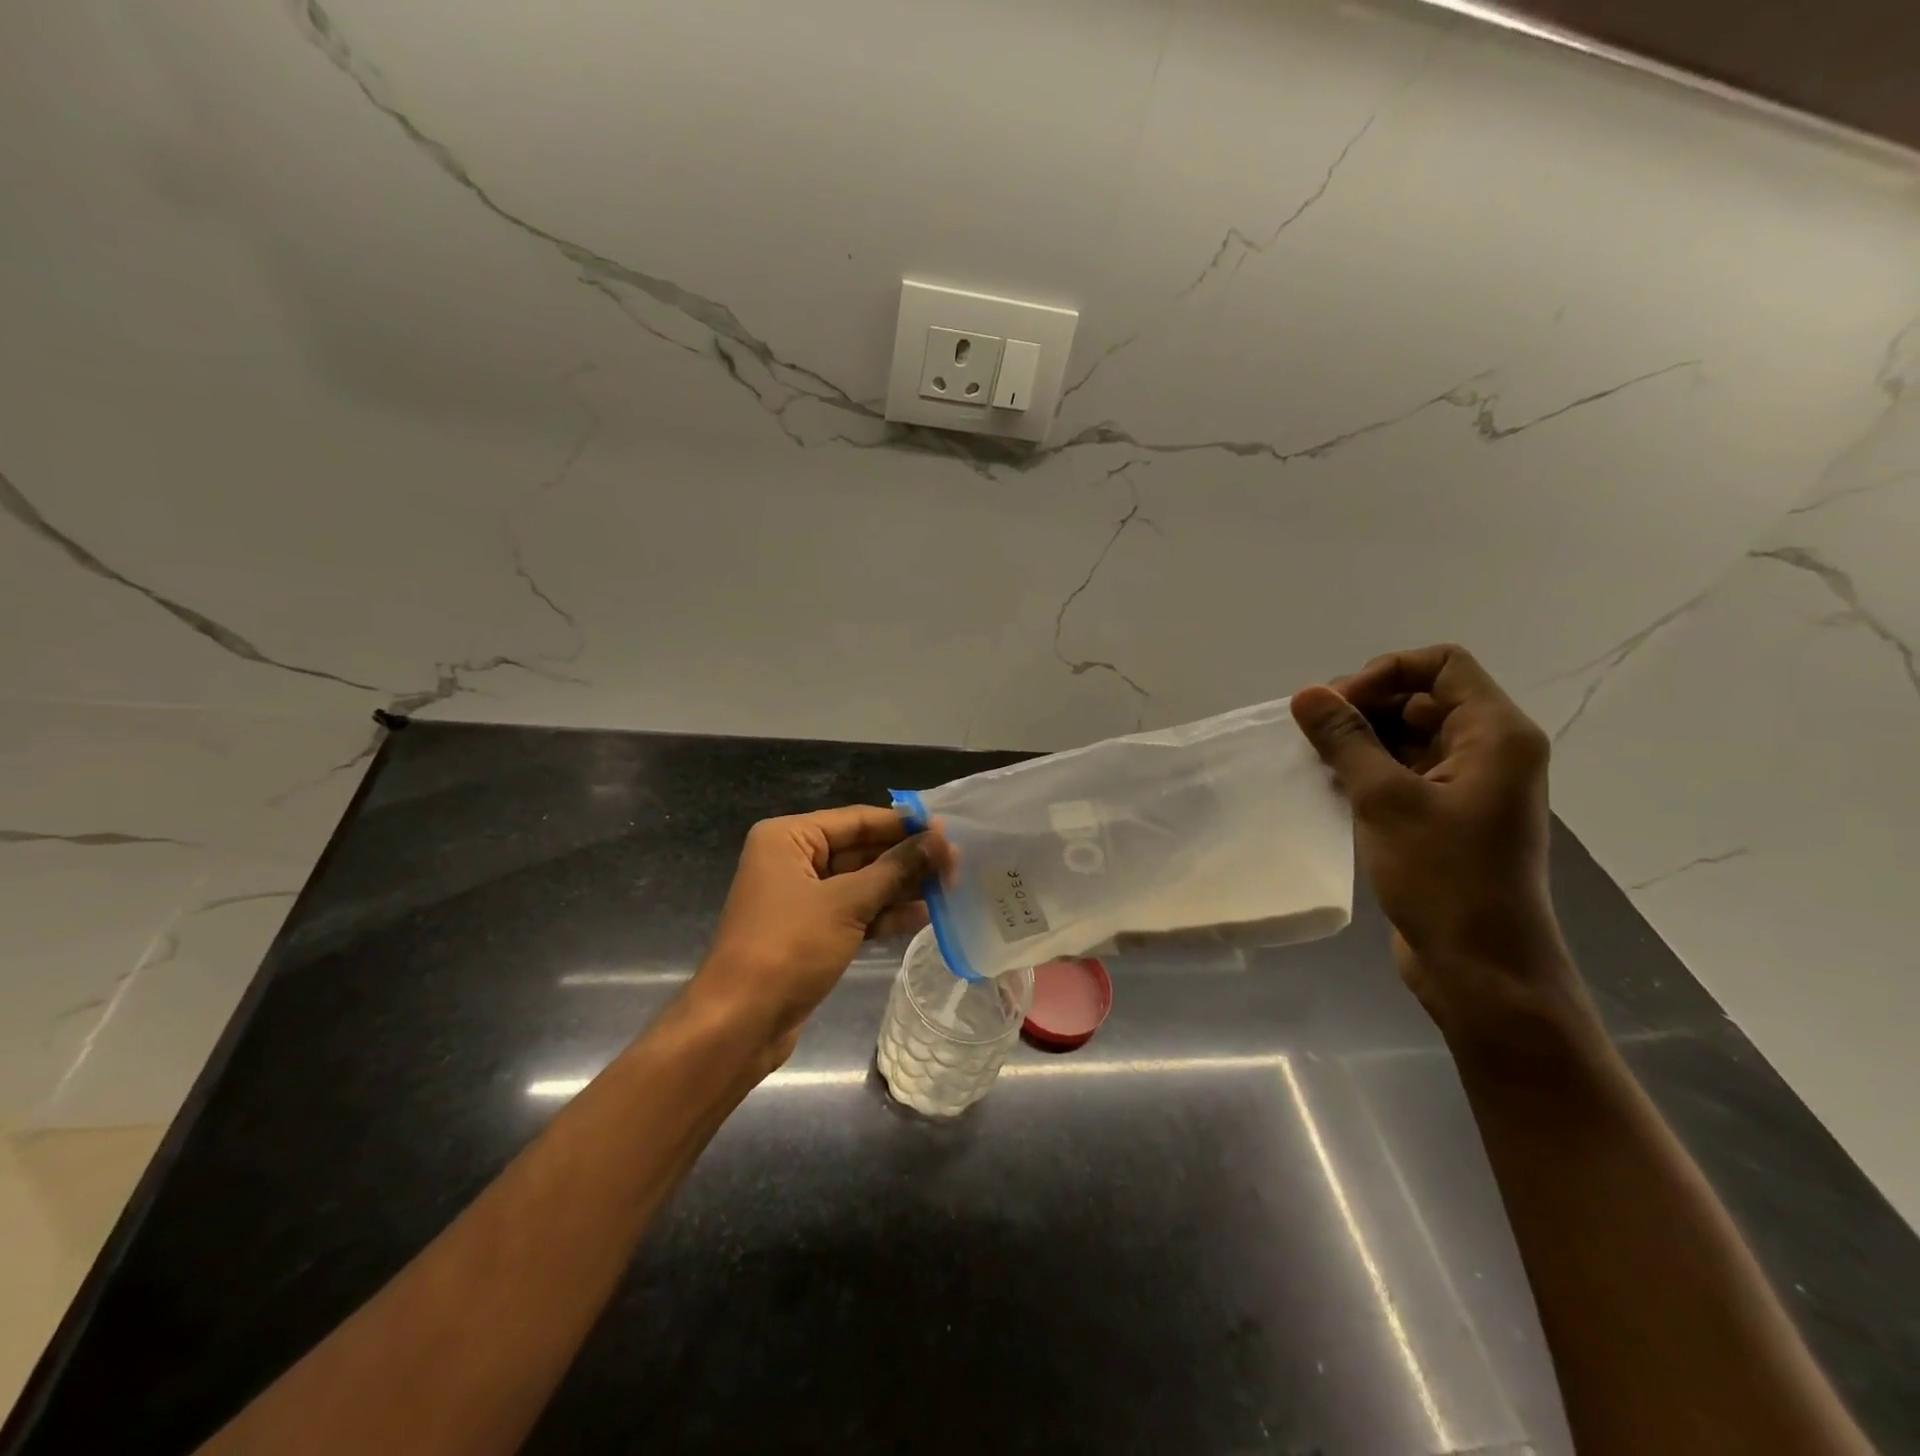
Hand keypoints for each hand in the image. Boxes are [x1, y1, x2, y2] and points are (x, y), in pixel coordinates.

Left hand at [691, 806, 947, 1065]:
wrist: (740, 1024)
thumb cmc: (788, 948)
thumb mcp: (846, 903)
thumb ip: (896, 869)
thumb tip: (940, 838)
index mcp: (788, 838)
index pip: (857, 820)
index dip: (903, 825)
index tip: (948, 829)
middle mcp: (793, 860)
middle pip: (861, 850)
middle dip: (906, 859)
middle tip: (957, 862)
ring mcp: (801, 899)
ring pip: (861, 883)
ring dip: (901, 887)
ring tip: (950, 887)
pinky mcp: (811, 932)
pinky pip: (855, 913)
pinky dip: (885, 914)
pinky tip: (924, 915)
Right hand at [1290, 644, 1592, 1048]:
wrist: (1481, 968)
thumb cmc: (1444, 877)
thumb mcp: (1386, 800)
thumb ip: (1345, 740)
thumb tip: (1306, 694)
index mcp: (1496, 734)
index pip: (1442, 665)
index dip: (1385, 672)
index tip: (1337, 704)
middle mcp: (1489, 751)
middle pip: (1423, 697)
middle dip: (1365, 706)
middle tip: (1315, 733)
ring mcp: (1469, 786)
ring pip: (1408, 736)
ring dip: (1361, 739)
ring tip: (1316, 759)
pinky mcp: (1447, 816)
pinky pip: (1405, 771)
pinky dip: (1368, 769)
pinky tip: (1330, 784)